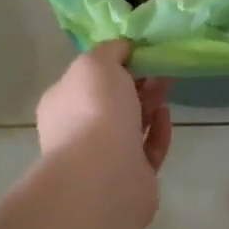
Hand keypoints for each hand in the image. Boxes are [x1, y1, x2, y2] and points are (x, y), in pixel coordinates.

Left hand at [36, 42, 172, 213]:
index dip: (114, 63)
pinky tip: (165, 115)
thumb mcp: (96, 62)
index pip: (86, 78)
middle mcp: (77, 131)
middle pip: (111, 100)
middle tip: (160, 68)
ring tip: (167, 86)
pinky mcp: (130, 179)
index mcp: (61, 103)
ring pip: (130, 124)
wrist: (104, 175)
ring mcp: (102, 159)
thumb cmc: (95, 109)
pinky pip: (146, 149)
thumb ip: (110, 50)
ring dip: (149, 103)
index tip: (139, 52)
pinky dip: (157, 131)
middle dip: (137, 82)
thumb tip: (123, 49)